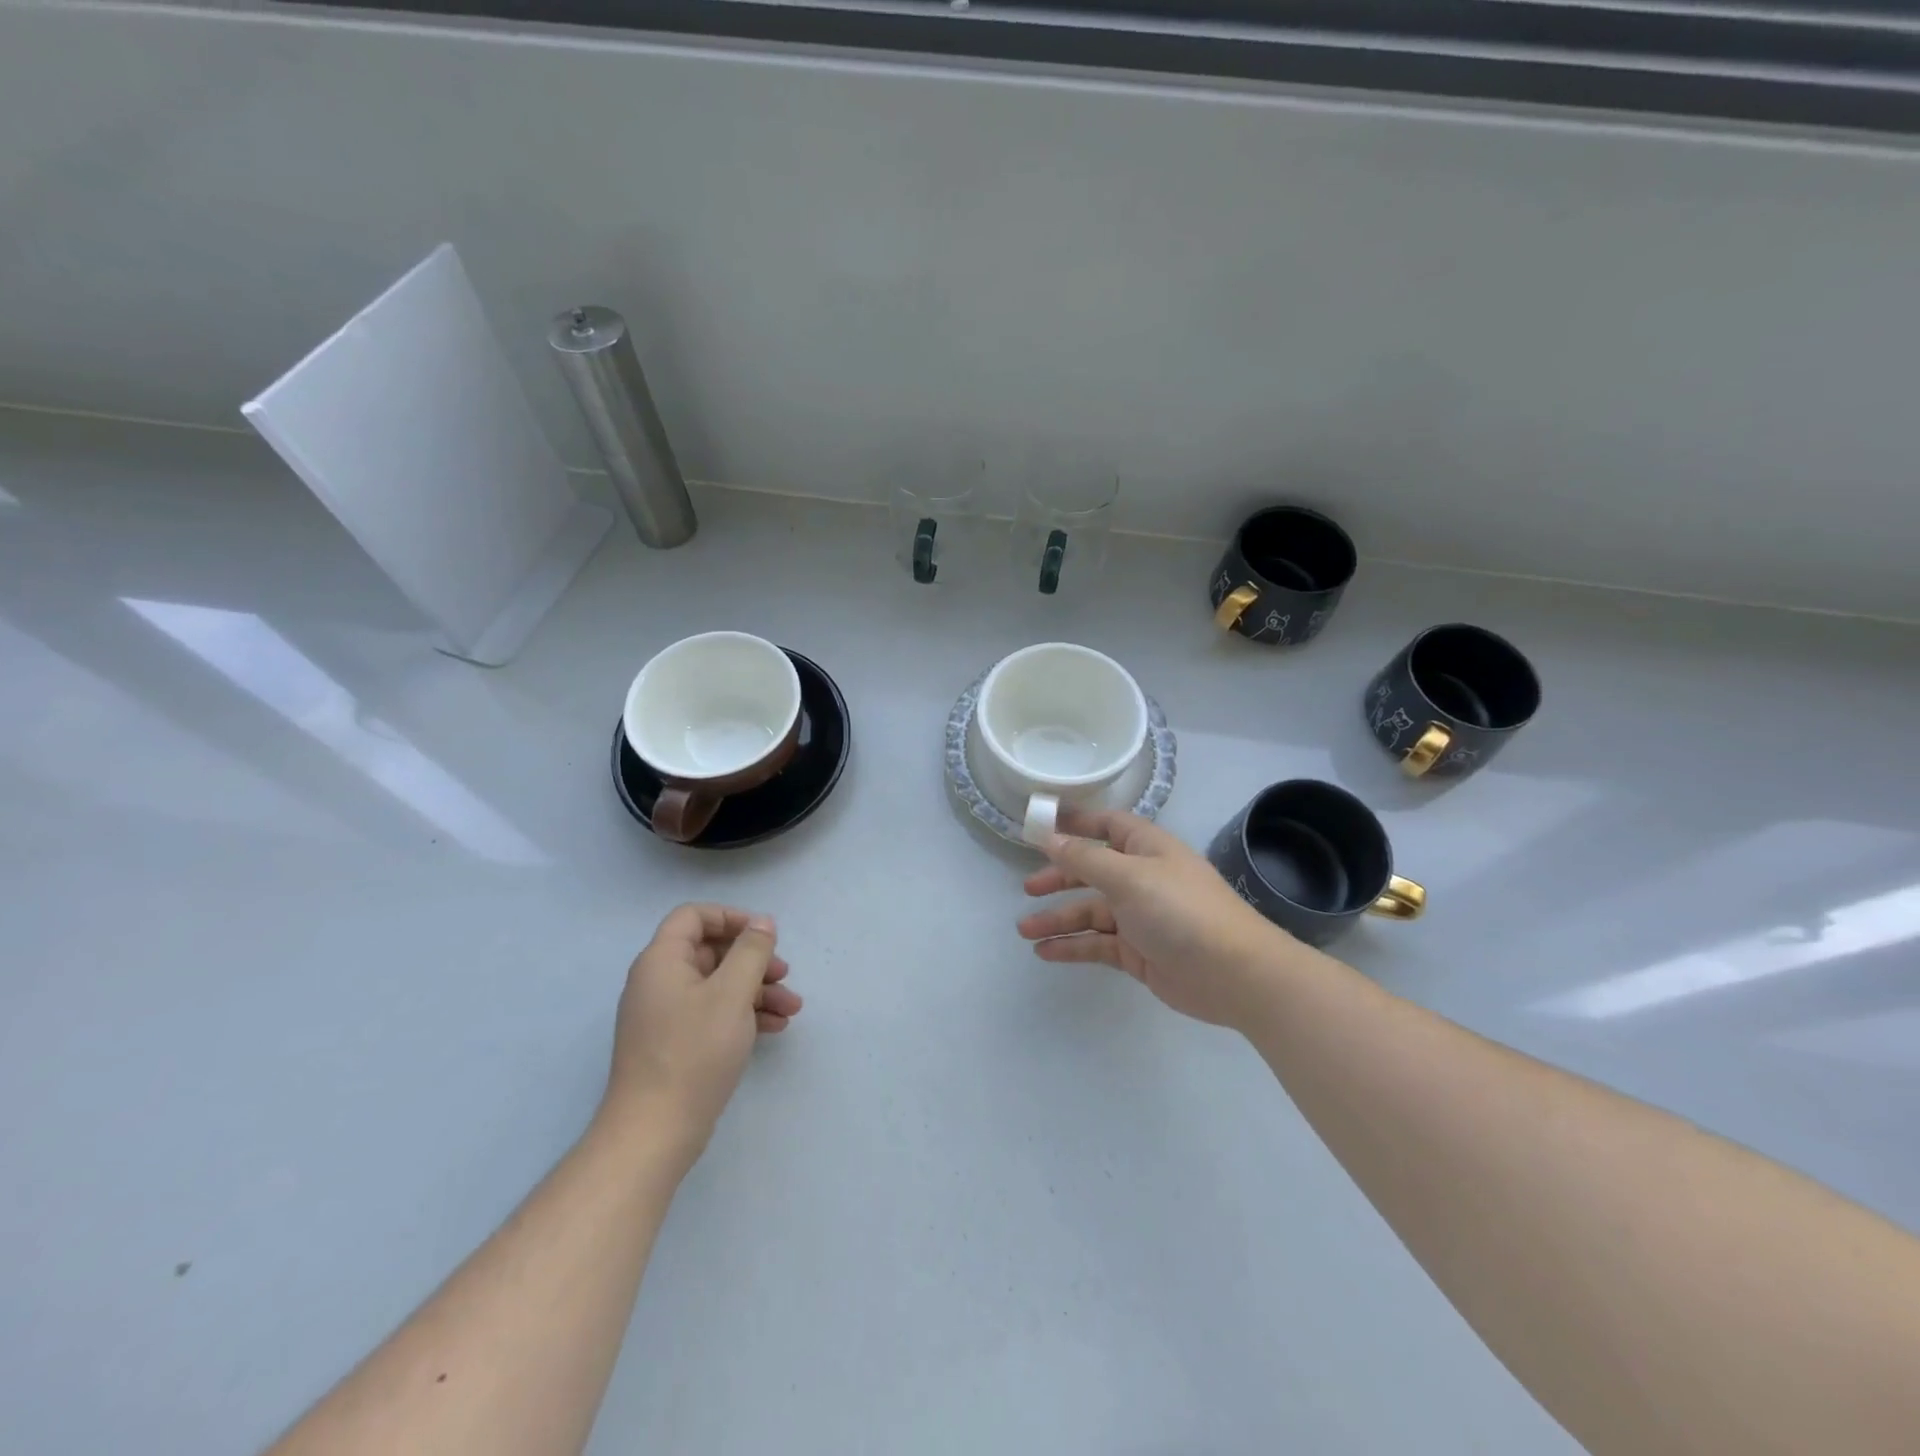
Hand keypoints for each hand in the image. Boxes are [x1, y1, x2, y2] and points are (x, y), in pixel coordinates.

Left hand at [601, 904, 801, 1167]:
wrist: (654, 1132)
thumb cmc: (693, 1052)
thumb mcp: (732, 993)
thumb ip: (751, 951)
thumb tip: (762, 922)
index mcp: (662, 961)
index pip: (693, 917)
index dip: (731, 917)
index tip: (764, 934)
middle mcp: (658, 982)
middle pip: (710, 952)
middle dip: (753, 960)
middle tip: (785, 973)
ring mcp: (665, 1015)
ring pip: (717, 985)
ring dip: (756, 990)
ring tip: (792, 1008)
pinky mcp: (674, 1044)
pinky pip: (713, 1013)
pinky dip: (743, 1014)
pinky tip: (775, 1028)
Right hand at [1017, 810, 1293, 1028]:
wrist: (1234, 974)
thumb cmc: (1181, 911)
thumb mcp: (1128, 877)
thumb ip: (1084, 858)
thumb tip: (1049, 837)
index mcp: (1146, 849)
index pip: (1107, 825)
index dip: (1076, 822)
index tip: (1040, 825)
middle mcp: (1142, 878)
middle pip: (1092, 870)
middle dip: (1059, 877)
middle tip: (1028, 888)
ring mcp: (1140, 917)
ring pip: (1090, 911)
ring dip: (1058, 918)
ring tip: (1024, 929)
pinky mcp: (1138, 951)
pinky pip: (1097, 943)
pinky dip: (1072, 946)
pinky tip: (1045, 952)